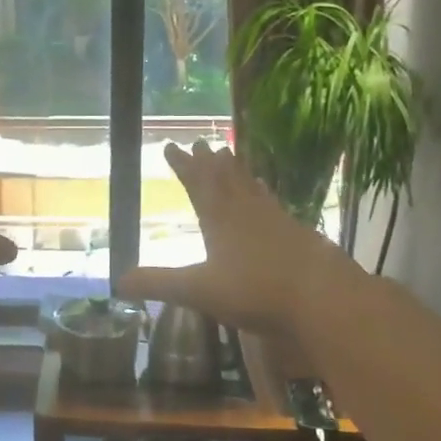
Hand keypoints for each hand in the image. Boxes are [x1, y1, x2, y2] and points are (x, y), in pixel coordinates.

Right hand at [117, 142, 353, 335]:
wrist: (322, 297)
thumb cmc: (254, 290)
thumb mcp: (197, 290)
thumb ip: (158, 284)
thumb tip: (117, 281)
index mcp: (219, 219)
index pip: (197, 184)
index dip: (183, 166)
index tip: (172, 146)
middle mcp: (246, 211)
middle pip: (225, 178)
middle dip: (209, 162)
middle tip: (201, 143)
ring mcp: (275, 219)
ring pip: (250, 187)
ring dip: (237, 171)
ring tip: (230, 156)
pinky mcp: (297, 233)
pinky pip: (273, 203)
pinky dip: (263, 193)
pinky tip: (266, 194)